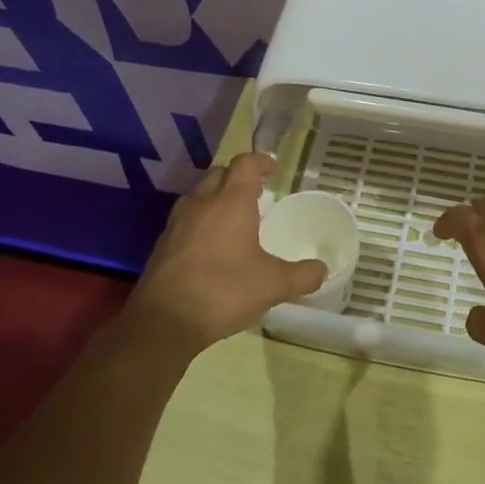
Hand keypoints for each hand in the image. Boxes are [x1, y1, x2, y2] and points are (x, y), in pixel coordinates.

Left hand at [128, 153, 328, 351]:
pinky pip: (186, 219)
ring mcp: (177, 223)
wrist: (165, 321)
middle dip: (238, 178)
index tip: (275, 171)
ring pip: (199, 195)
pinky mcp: (162, 244)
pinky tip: (211, 246)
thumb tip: (322, 270)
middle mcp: (202, 203)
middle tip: (257, 195)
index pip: (245, 164)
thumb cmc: (224, 291)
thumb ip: (303, 275)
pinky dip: (201, 221)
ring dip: (217, 198)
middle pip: (219, 174)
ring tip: (234, 219)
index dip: (261, 162)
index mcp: (231, 202)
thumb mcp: (274, 285)